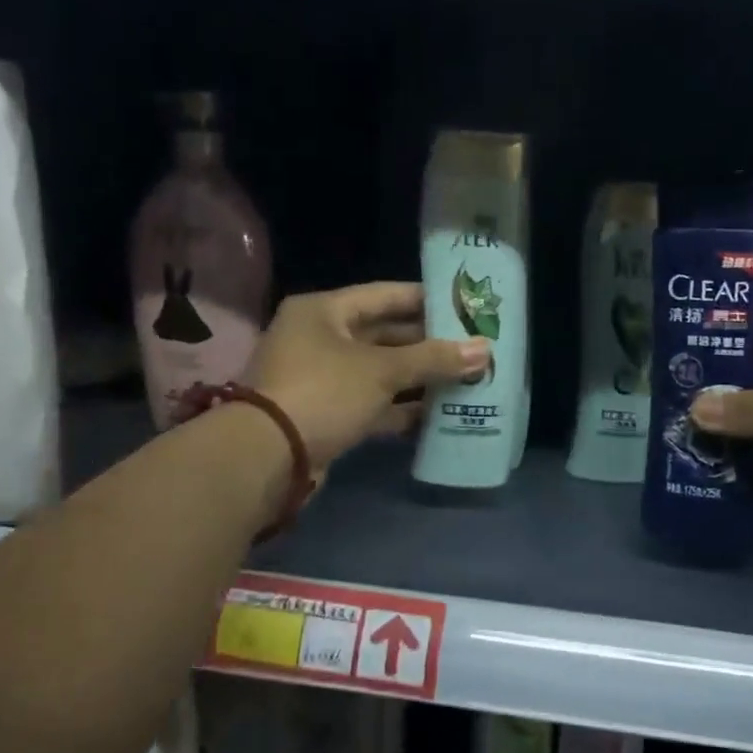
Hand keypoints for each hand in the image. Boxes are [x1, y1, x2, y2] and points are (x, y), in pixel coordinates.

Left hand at [244, 282, 488, 474]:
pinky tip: (438, 413)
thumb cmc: (324, 392)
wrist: (268, 456)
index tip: (464, 305)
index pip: (385, 295)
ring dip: (419, 378)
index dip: (426, 299)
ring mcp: (322, 378)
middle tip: (473, 346)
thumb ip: (433, 359)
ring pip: (381, 372)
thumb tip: (485, 350)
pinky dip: (401, 408)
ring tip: (466, 378)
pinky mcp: (327, 413)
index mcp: (324, 311)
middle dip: (428, 344)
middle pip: (384, 334)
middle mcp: (320, 338)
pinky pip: (372, 403)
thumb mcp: (382, 370)